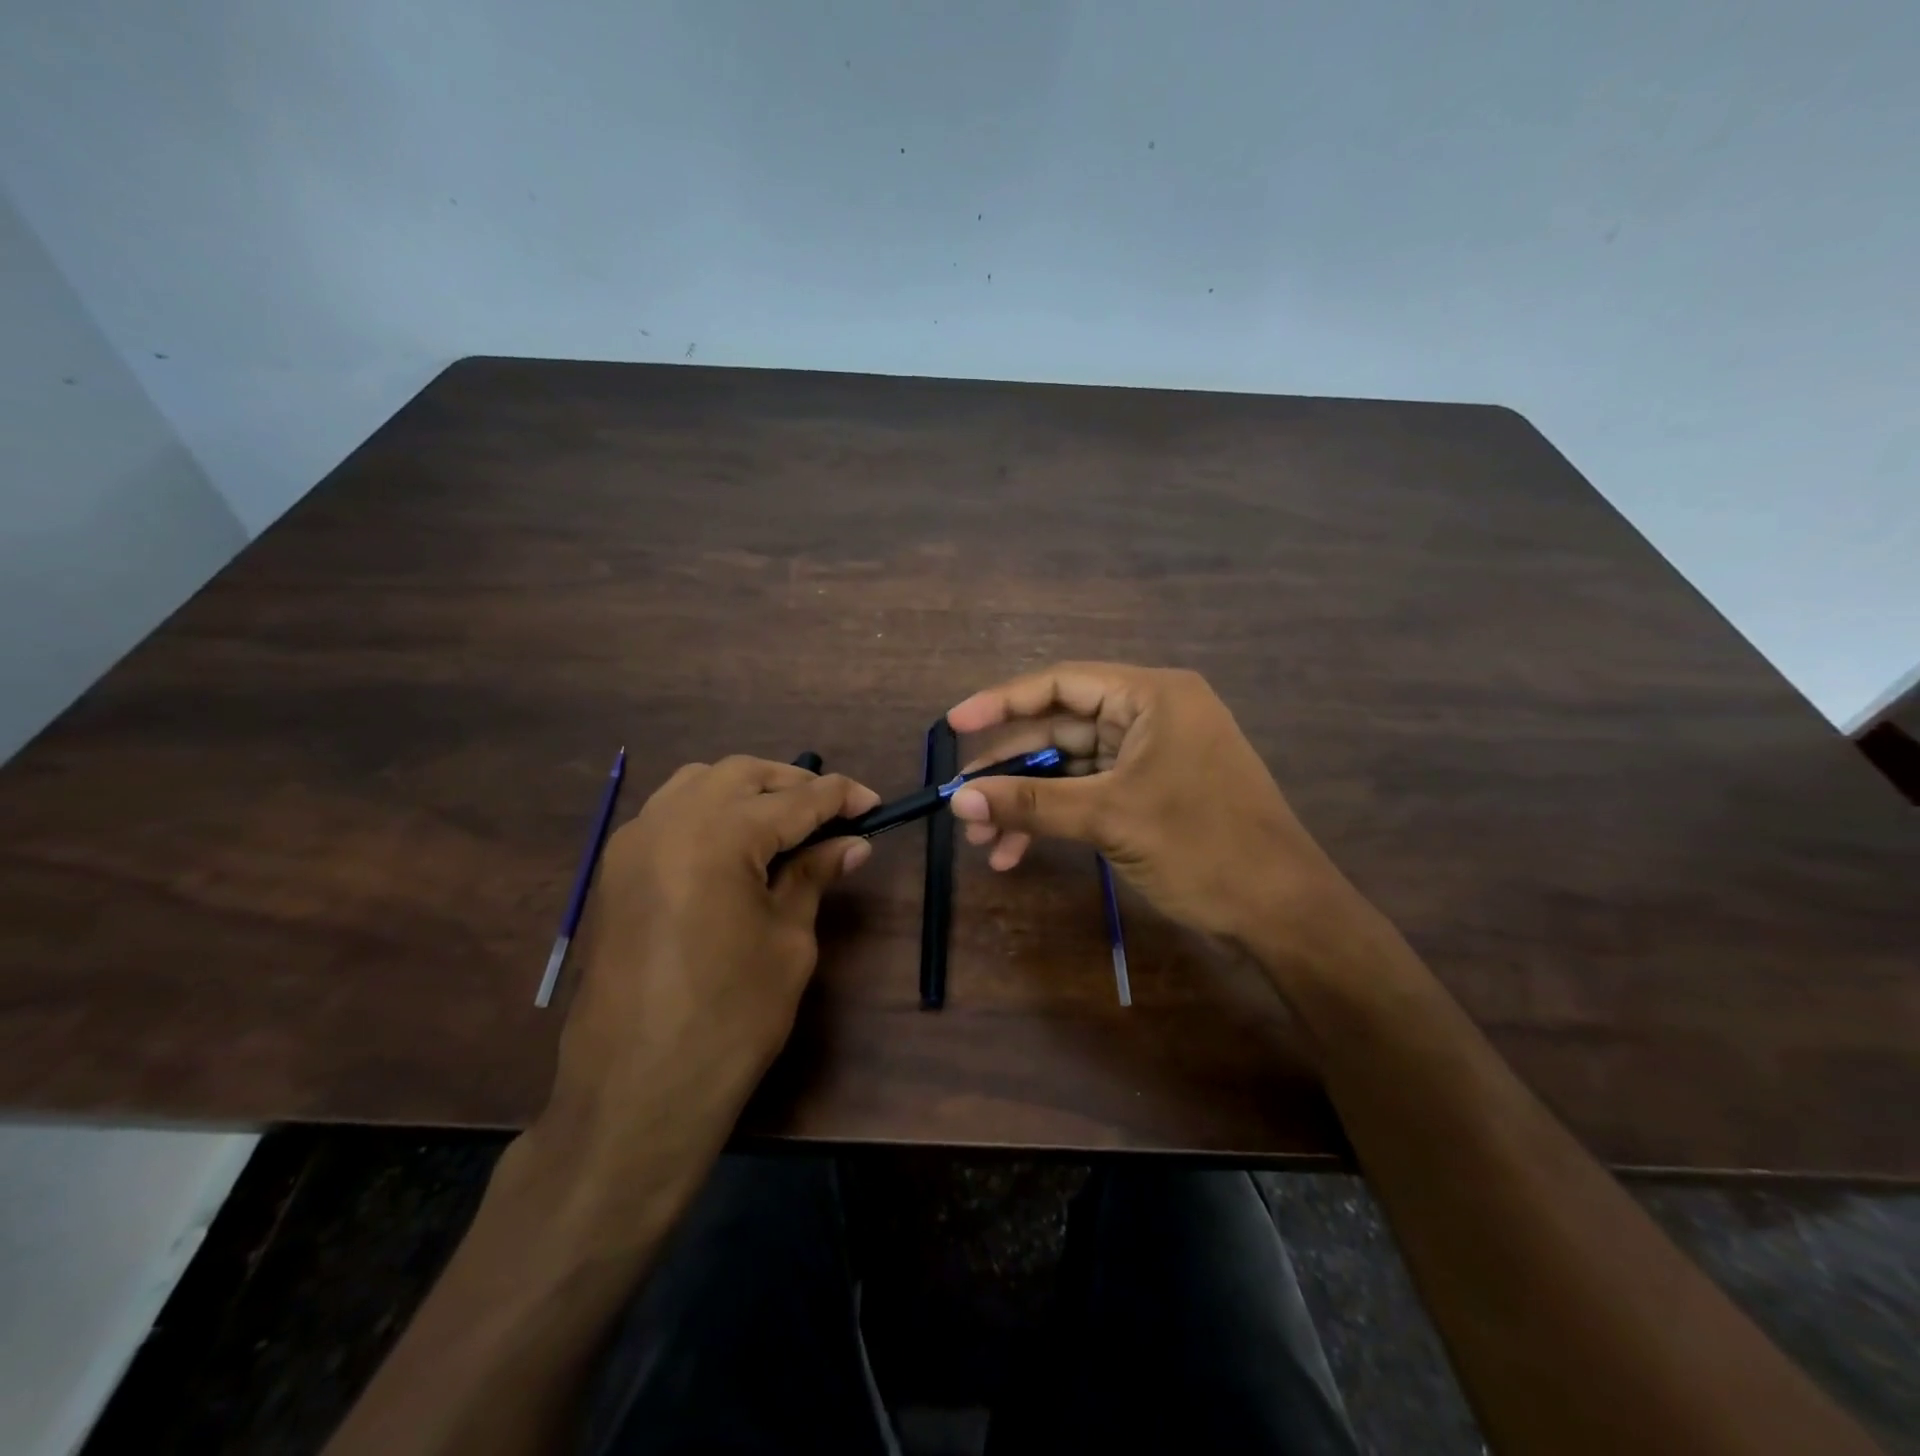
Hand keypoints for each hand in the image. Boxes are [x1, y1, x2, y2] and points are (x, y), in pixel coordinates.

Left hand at [534, 757, 877, 1210]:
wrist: (636, 1091)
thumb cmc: (730, 1019)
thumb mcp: (788, 941)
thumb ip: (813, 877)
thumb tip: (852, 843)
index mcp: (718, 835)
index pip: (795, 799)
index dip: (840, 796)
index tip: (874, 803)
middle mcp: (668, 821)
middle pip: (742, 774)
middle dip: (792, 783)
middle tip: (833, 812)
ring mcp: (633, 843)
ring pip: (699, 783)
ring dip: (747, 790)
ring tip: (785, 822)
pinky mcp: (616, 870)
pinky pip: (668, 812)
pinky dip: (709, 810)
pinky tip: (735, 844)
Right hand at [946, 664, 1370, 966]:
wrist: (1282, 912)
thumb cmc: (1203, 846)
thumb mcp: (1111, 818)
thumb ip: (1032, 804)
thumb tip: (958, 799)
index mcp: (1150, 696)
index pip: (1060, 683)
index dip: (1001, 701)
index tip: (954, 725)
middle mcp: (1149, 716)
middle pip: (1060, 730)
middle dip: (1010, 771)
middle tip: (964, 803)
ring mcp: (1151, 756)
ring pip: (1070, 769)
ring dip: (1027, 803)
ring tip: (983, 842)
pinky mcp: (1151, 793)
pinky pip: (1089, 795)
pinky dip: (1055, 819)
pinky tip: (1017, 852)